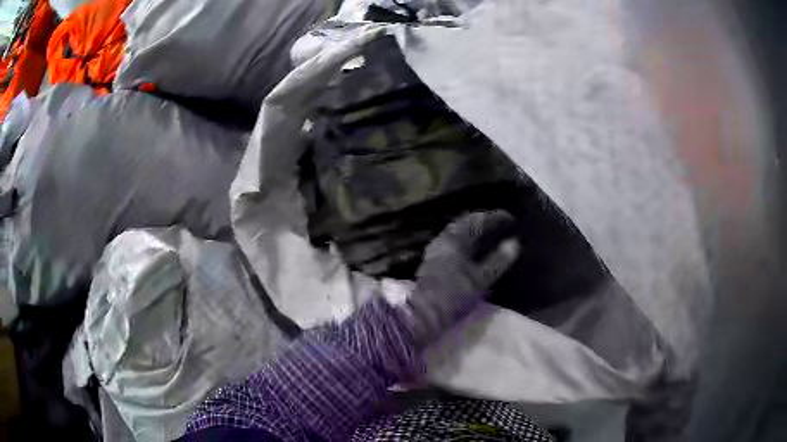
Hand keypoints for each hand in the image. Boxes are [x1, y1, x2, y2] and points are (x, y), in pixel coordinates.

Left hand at [406, 211, 520, 347]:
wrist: (423, 314)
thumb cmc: (453, 295)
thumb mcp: (480, 279)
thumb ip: (498, 260)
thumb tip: (514, 243)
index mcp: (454, 238)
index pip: (477, 219)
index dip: (496, 217)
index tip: (512, 219)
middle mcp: (444, 239)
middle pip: (467, 225)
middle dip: (486, 225)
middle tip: (504, 228)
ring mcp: (437, 251)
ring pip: (460, 236)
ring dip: (477, 235)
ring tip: (495, 240)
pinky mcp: (435, 263)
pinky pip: (456, 246)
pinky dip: (470, 246)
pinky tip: (479, 254)